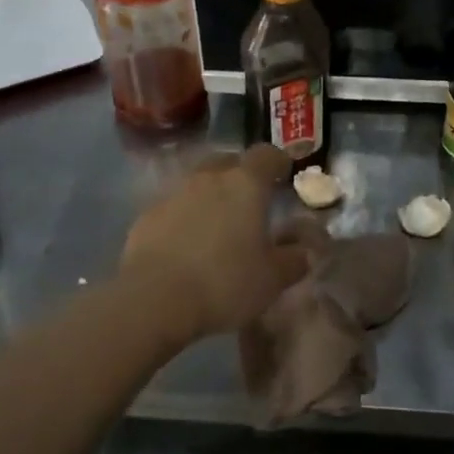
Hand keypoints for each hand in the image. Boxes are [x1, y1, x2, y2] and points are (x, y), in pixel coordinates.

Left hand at [120, 145, 303, 344]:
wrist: (153, 299)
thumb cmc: (224, 282)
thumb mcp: (272, 279)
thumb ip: (294, 260)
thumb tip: (306, 251)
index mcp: (245, 184)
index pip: (266, 154)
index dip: (277, 161)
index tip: (283, 175)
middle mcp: (209, 179)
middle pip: (228, 162)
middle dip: (240, 175)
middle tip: (250, 202)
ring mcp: (174, 194)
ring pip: (198, 184)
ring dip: (210, 197)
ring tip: (217, 227)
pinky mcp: (147, 216)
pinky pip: (174, 208)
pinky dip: (184, 218)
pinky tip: (186, 246)